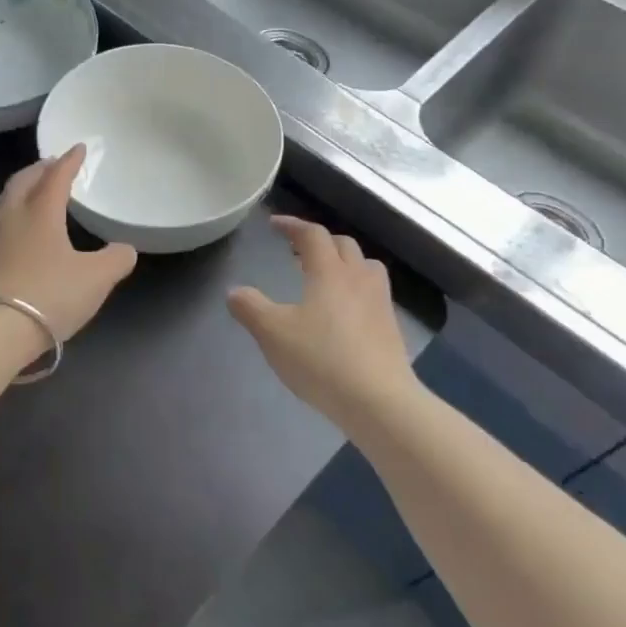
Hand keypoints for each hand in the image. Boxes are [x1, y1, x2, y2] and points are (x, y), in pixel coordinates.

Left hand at [0, 145, 137, 343]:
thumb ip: (115, 260)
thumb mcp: (95, 280)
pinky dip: (3, 217)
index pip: (56, 177)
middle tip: (51, 165)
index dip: (69, 161)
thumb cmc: (47, 295)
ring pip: (0, 201)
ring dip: (16, 191)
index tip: (78, 148)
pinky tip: (8, 234)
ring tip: (25, 192)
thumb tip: (124, 249)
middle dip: (39, 169)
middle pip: (22, 181)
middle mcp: (10, 216)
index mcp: (41, 211)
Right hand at [228, 216, 413, 424]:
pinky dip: (356, 288)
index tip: (274, 224)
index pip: (312, 234)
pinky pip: (373, 292)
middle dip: (319, 241)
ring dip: (344, 262)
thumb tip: (234, 292)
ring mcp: (380, 302)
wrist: (379, 401)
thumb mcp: (273, 334)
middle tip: (297, 252)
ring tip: (325, 277)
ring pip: (365, 266)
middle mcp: (358, 278)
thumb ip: (250, 308)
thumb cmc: (321, 359)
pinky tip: (344, 312)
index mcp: (329, 271)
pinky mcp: (391, 327)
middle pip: (342, 244)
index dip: (292, 225)